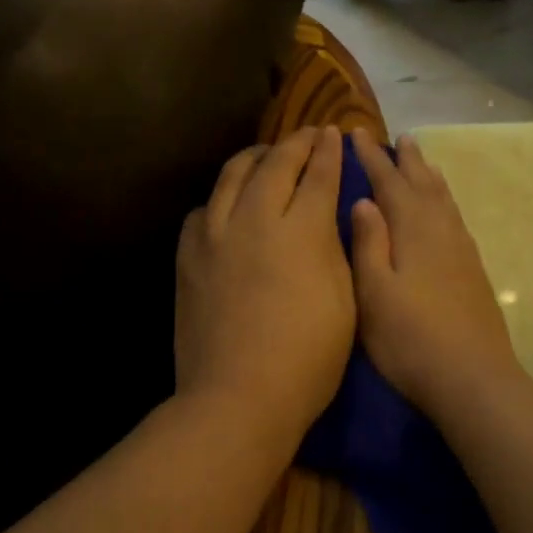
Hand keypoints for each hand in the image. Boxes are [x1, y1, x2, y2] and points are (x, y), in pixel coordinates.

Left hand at [175, 126, 355, 444]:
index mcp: (301, 231)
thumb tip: (326, 216)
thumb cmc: (307, 360)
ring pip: (231, 177)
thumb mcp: (345, 303)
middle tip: (307, 136)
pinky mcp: (188, 258)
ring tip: (264, 157)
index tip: (332, 134)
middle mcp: (254, 219)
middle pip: (274, 165)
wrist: (237, 397)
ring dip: (253, 159)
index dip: (327, 152)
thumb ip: (335, 250)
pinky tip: (226, 207)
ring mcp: (214, 236)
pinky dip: (220, 199)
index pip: (317, 175)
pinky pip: (202, 211)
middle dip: (294, 144)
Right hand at [350, 132, 520, 421]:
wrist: (471, 377)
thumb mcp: (374, 293)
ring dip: (430, 176)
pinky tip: (444, 210)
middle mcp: (441, 231)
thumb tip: (364, 200)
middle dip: (407, 160)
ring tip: (422, 160)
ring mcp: (462, 250)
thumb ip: (368, 244)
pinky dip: (445, 201)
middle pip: (423, 184)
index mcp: (412, 231)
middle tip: (398, 138)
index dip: (372, 158)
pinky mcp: (473, 270)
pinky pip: (456, 218)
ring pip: (443, 199)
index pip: (388, 183)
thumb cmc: (409, 339)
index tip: (357, 133)